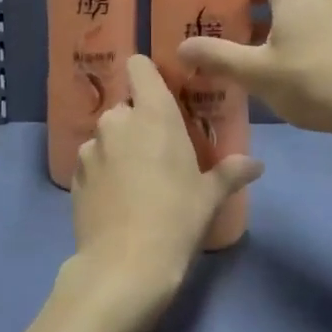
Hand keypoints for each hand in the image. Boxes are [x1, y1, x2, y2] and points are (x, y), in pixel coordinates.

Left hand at [70, 57, 262, 304]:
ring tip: (136, 180)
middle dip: (139, 121)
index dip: (147, 74)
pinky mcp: (74, 175)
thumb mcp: (209, 197)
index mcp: (153, 113)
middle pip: (126, 105)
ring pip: (107, 135)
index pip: (139, 65)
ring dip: (119, 147)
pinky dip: (103, 171)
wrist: (124, 266)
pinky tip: (117, 199)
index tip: (161, 92)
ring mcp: (91, 147)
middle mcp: (117, 120)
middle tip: (159, 150)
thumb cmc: (176, 219)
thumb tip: (256, 165)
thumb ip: (230, 173)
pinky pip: (93, 161)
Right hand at [176, 0, 331, 138]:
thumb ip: (218, 57)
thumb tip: (182, 47)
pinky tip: (276, 65)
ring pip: (292, 1)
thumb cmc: (319, 80)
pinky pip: (310, 18)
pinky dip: (286, 29)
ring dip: (264, 14)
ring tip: (240, 45)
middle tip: (215, 13)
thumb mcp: (260, 73)